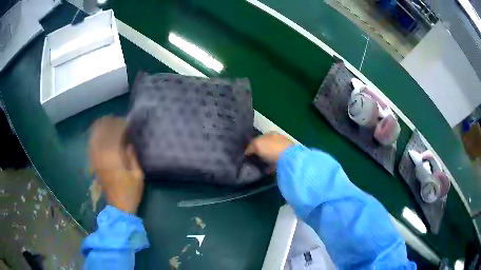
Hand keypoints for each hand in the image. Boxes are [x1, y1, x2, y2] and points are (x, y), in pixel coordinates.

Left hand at [89, 116, 143, 213]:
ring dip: (99, 128)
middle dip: (108, 123)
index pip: (114, 134)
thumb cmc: (131, 191)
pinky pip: (91, 147)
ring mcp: (96, 160)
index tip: (127, 122)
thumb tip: (128, 142)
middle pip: (102, 133)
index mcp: (114, 158)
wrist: (119, 206)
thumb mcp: (138, 174)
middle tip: (116, 118)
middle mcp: (102, 156)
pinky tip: (97, 134)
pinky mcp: (94, 165)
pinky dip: (94, 137)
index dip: (120, 125)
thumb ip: (132, 156)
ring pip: (94, 138)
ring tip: (106, 121)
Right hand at [245, 132, 294, 163]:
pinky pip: (276, 162)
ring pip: (271, 153)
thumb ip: (251, 147)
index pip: (259, 137)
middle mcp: (277, 139)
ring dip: (266, 158)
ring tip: (260, 165)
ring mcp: (283, 149)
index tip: (248, 152)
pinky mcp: (287, 158)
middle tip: (254, 159)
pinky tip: (268, 170)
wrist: (289, 159)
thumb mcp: (257, 145)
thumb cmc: (272, 149)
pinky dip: (272, 165)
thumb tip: (247, 151)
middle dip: (260, 151)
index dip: (253, 144)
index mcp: (270, 133)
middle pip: (266, 145)